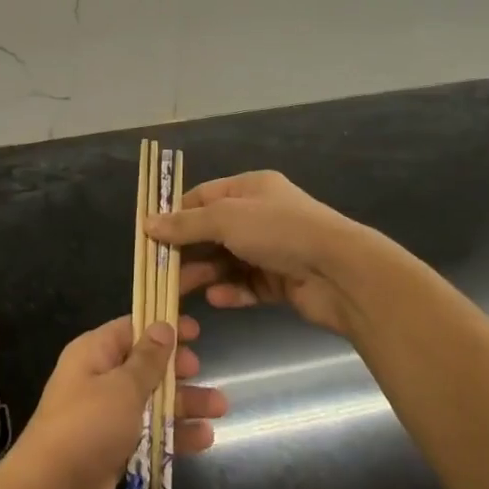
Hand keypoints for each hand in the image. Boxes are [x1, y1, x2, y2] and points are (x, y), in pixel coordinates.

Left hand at [0, 314, 226, 488]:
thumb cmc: (88, 427)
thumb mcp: (122, 387)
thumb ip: (147, 360)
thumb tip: (162, 326)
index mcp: (93, 354)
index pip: (130, 330)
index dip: (161, 328)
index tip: (195, 331)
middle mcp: (97, 380)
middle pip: (144, 367)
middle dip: (176, 369)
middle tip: (204, 371)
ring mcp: (105, 417)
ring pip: (150, 402)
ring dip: (183, 404)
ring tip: (221, 408)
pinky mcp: (113, 451)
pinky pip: (148, 434)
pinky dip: (173, 434)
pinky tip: (204, 439)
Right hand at [149, 170, 380, 336]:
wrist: (341, 272)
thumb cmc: (279, 231)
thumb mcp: (225, 219)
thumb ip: (185, 224)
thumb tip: (147, 223)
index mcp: (251, 188)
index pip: (204, 197)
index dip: (177, 214)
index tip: (151, 234)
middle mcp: (261, 215)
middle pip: (213, 231)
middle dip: (187, 250)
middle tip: (159, 269)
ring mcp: (273, 249)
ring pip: (228, 260)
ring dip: (205, 273)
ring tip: (180, 290)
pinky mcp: (283, 281)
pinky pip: (248, 284)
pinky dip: (232, 291)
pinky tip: (217, 299)